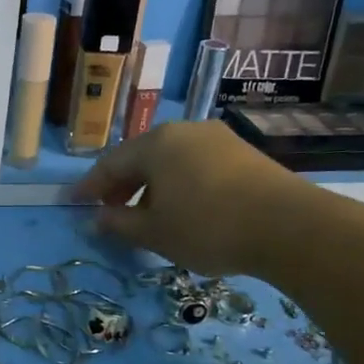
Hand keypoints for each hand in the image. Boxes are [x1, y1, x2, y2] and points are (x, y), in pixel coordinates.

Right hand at [71, 120, 312, 275]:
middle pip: (141, 157)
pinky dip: (179, 184)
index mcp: (156, 144)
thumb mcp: (153, 232)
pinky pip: (196, 165)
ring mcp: (217, 139)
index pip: (110, 164)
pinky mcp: (243, 153)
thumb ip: (119, 223)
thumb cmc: (207, 227)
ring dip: (151, 186)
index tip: (74, 203)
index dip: (89, 187)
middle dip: (122, 185)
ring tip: (147, 214)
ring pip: (170, 161)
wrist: (289, 227)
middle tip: (110, 211)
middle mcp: (185, 131)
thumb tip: (96, 219)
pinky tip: (183, 208)